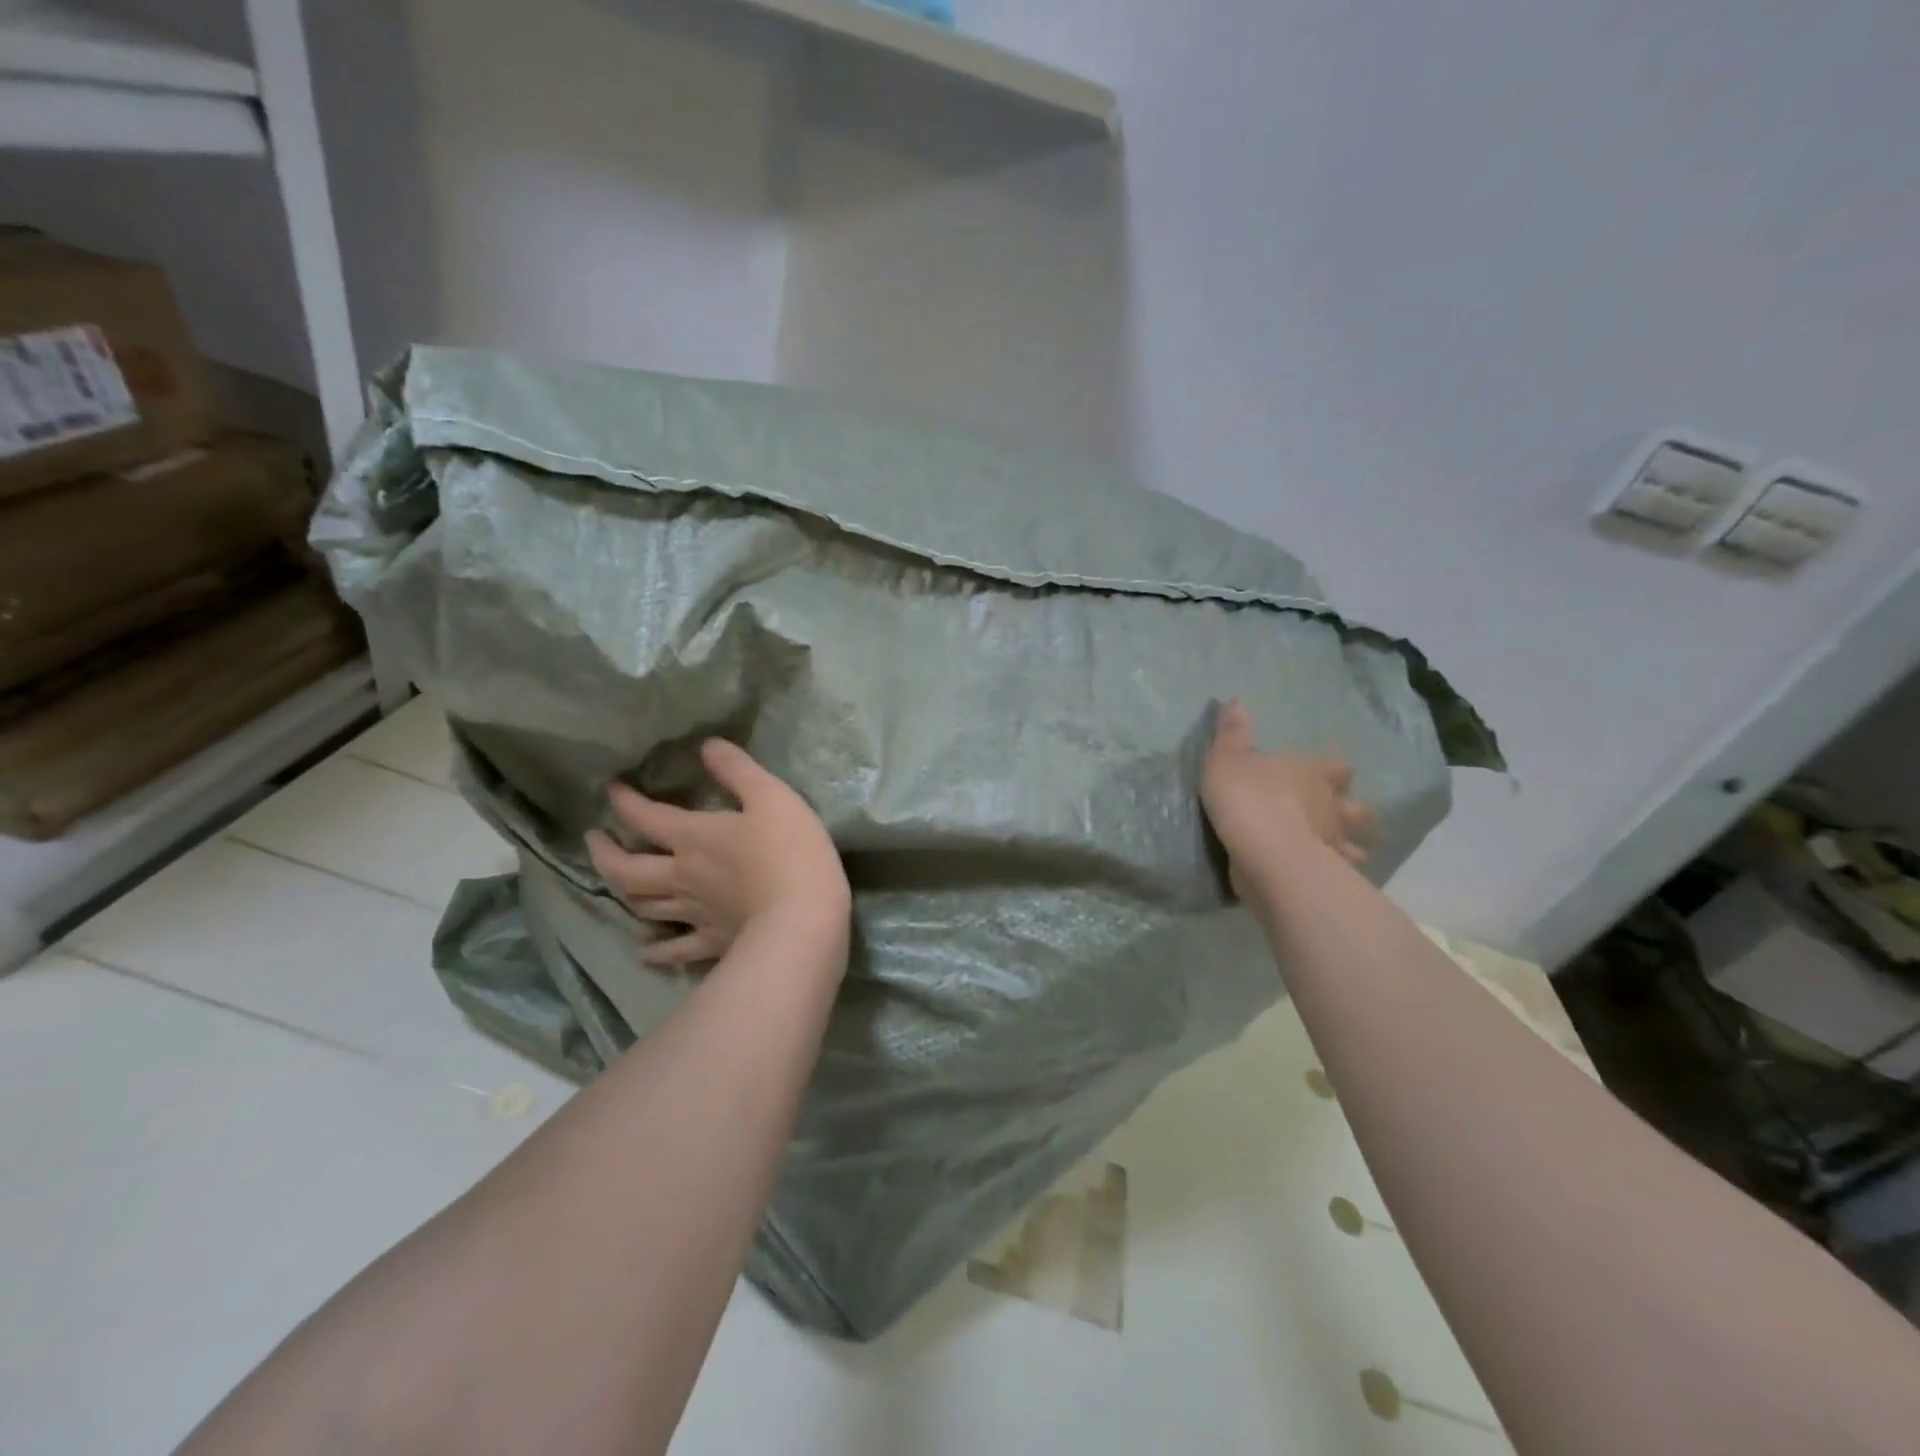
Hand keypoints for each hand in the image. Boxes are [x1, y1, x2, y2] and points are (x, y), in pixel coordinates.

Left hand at [585, 739, 850, 966]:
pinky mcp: (713, 943)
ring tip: (617, 882)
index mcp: (693, 837)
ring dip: (623, 892)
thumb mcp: (772, 797)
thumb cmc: (790, 851)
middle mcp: (682, 876)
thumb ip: (738, 770)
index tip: (612, 788)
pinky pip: (675, 950)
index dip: (624, 801)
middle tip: (594, 839)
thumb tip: (707, 745)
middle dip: (605, 852)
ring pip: (644, 906)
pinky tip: (646, 952)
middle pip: (627, 869)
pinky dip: (656, 951)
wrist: (803, 919)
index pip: (645, 816)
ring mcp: (694, 914)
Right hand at [1200, 698, 1372, 894]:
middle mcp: (1332, 805)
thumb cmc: (1248, 798)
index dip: (1332, 768)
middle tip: (1335, 811)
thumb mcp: (1227, 758)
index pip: (1336, 765)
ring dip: (1350, 844)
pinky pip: (1339, 872)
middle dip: (1350, 808)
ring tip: (1337, 848)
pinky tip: (1323, 873)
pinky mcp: (1327, 874)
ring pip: (1356, 843)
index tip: (1327, 770)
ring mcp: (1334, 842)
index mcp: (1313, 772)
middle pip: (1356, 806)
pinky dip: (1335, 871)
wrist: (1266, 855)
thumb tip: (1234, 700)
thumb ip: (1231, 732)